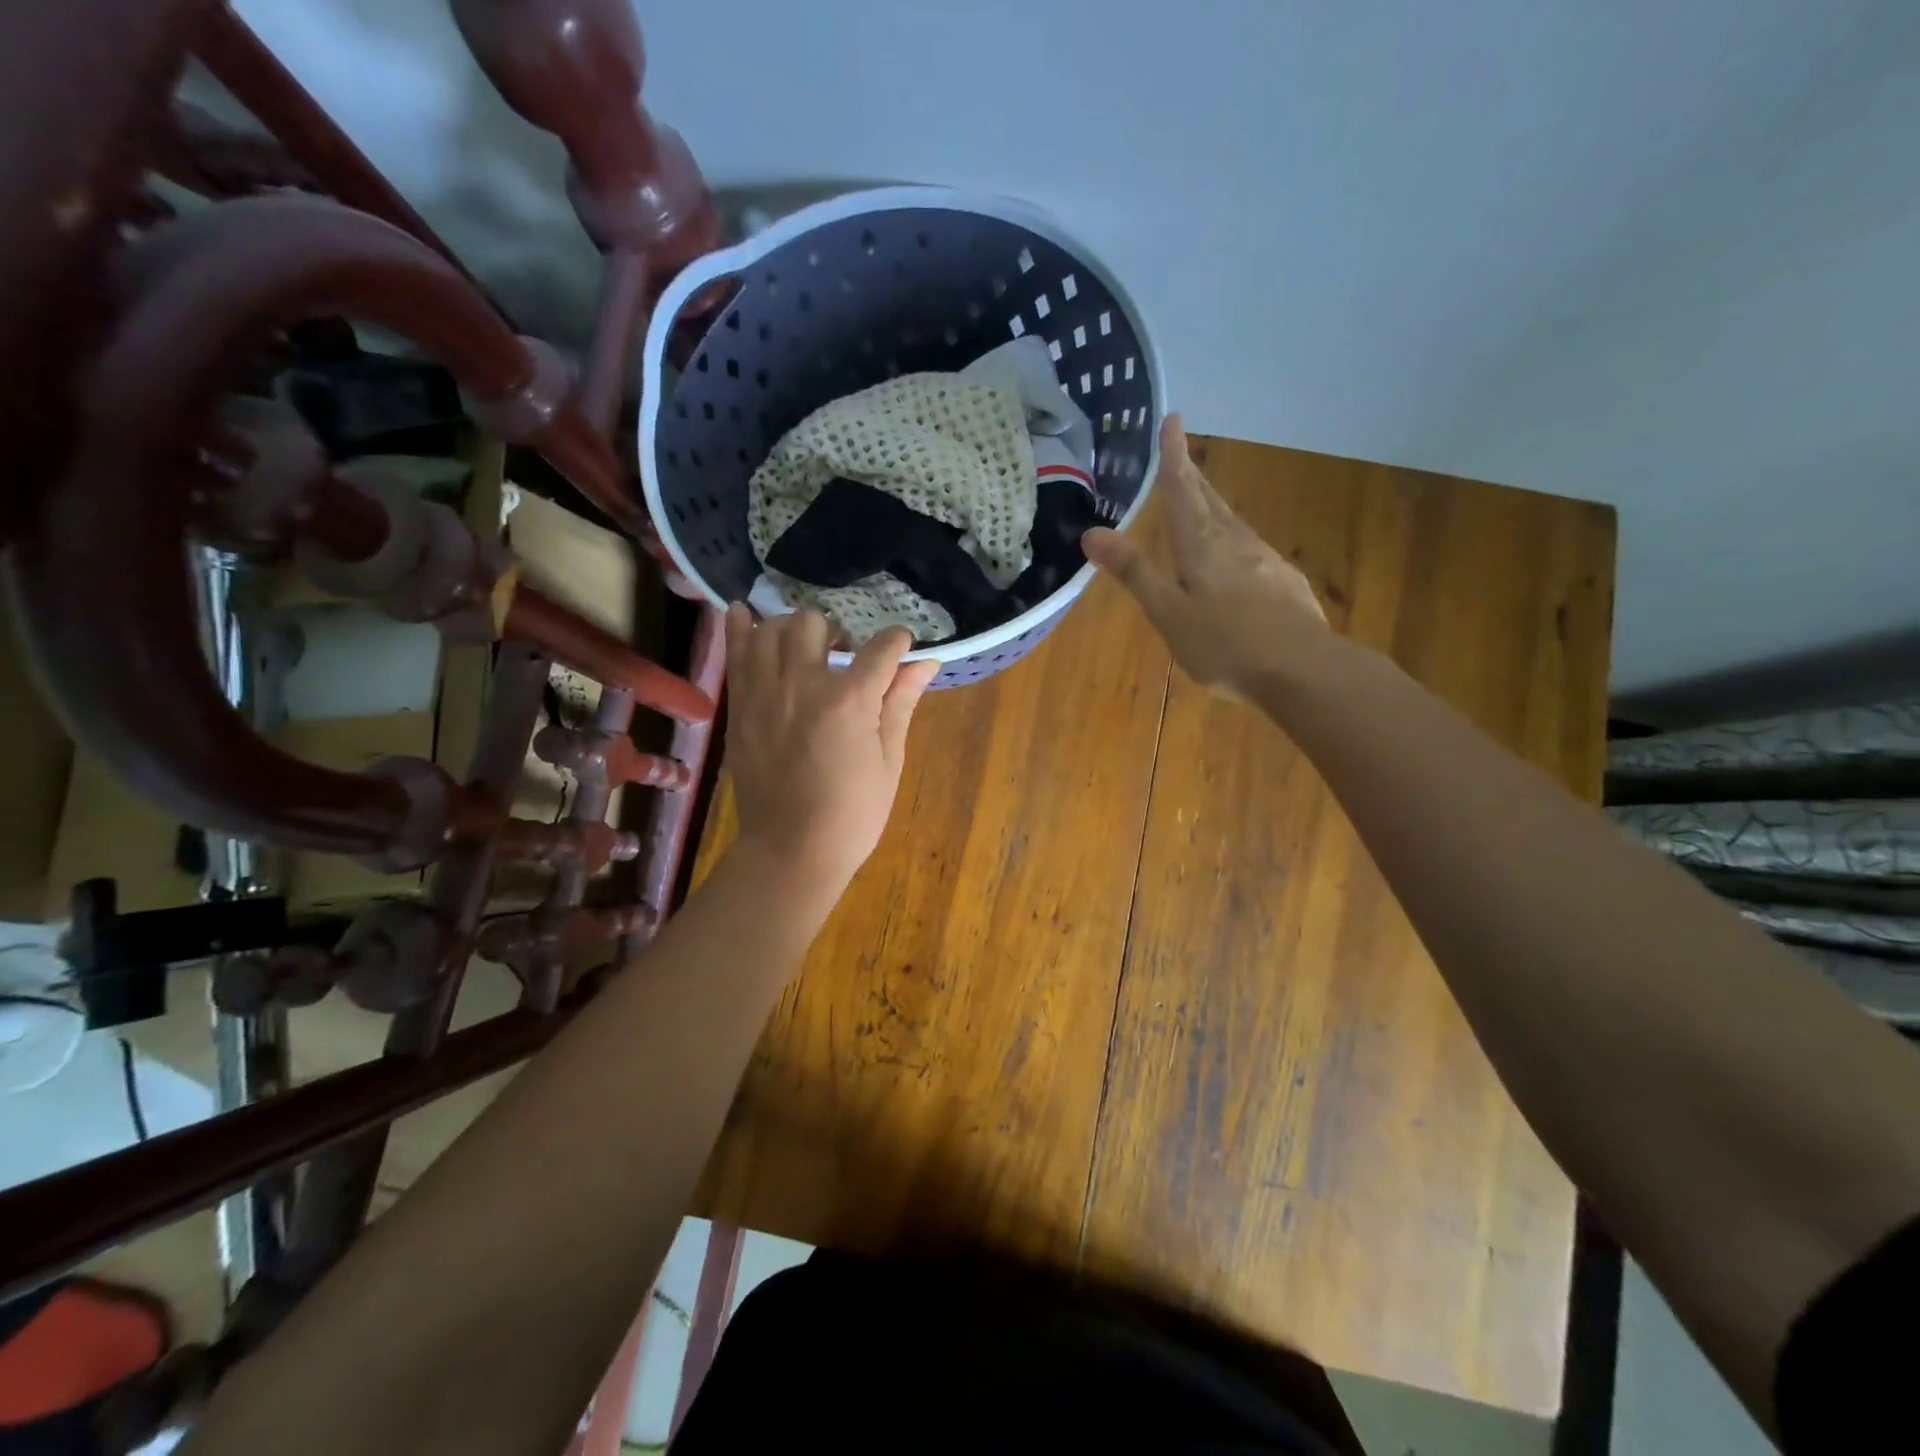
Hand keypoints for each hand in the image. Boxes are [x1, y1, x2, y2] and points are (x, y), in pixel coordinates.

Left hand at [722, 605, 939, 898]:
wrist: (791, 851)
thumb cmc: (853, 814)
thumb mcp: (889, 761)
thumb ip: (901, 703)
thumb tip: (925, 663)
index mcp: (850, 700)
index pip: (881, 648)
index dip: (898, 642)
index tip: (902, 648)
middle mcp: (804, 685)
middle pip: (816, 624)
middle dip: (838, 629)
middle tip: (846, 652)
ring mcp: (765, 694)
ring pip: (772, 629)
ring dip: (794, 628)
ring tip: (806, 646)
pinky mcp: (741, 708)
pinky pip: (737, 653)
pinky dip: (741, 628)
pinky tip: (747, 614)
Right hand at [1082, 414, 1328, 696]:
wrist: (1303, 669)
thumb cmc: (1224, 644)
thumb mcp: (1168, 613)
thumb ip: (1134, 573)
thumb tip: (1092, 532)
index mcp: (1202, 545)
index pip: (1183, 489)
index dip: (1174, 455)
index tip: (1173, 418)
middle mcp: (1236, 541)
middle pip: (1210, 500)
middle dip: (1193, 476)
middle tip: (1180, 456)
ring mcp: (1265, 560)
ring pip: (1232, 523)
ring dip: (1213, 507)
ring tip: (1200, 504)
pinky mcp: (1284, 581)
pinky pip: (1250, 550)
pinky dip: (1233, 542)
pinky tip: (1234, 560)